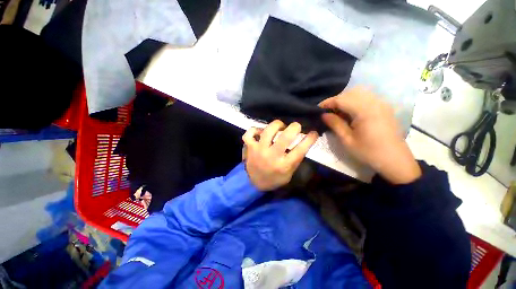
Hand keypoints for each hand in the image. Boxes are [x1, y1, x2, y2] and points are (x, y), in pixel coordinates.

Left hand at [242, 120, 318, 190]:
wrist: (254, 183)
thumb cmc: (274, 179)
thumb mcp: (289, 173)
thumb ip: (295, 159)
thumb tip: (302, 142)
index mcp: (283, 165)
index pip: (300, 150)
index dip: (310, 139)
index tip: (314, 133)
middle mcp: (271, 156)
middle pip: (285, 137)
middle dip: (294, 127)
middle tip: (296, 126)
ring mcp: (259, 150)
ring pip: (268, 131)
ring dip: (276, 125)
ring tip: (280, 126)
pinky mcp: (250, 147)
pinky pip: (249, 134)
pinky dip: (255, 129)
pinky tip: (261, 131)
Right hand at [319, 87, 420, 183]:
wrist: (395, 160)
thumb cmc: (369, 152)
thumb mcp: (347, 140)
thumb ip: (335, 124)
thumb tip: (323, 114)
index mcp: (365, 111)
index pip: (342, 99)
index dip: (328, 102)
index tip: (317, 108)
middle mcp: (375, 102)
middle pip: (351, 93)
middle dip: (336, 100)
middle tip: (327, 112)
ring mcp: (382, 104)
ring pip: (359, 93)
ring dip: (346, 100)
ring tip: (338, 112)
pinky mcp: (385, 108)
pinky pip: (367, 98)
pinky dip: (355, 101)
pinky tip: (351, 113)